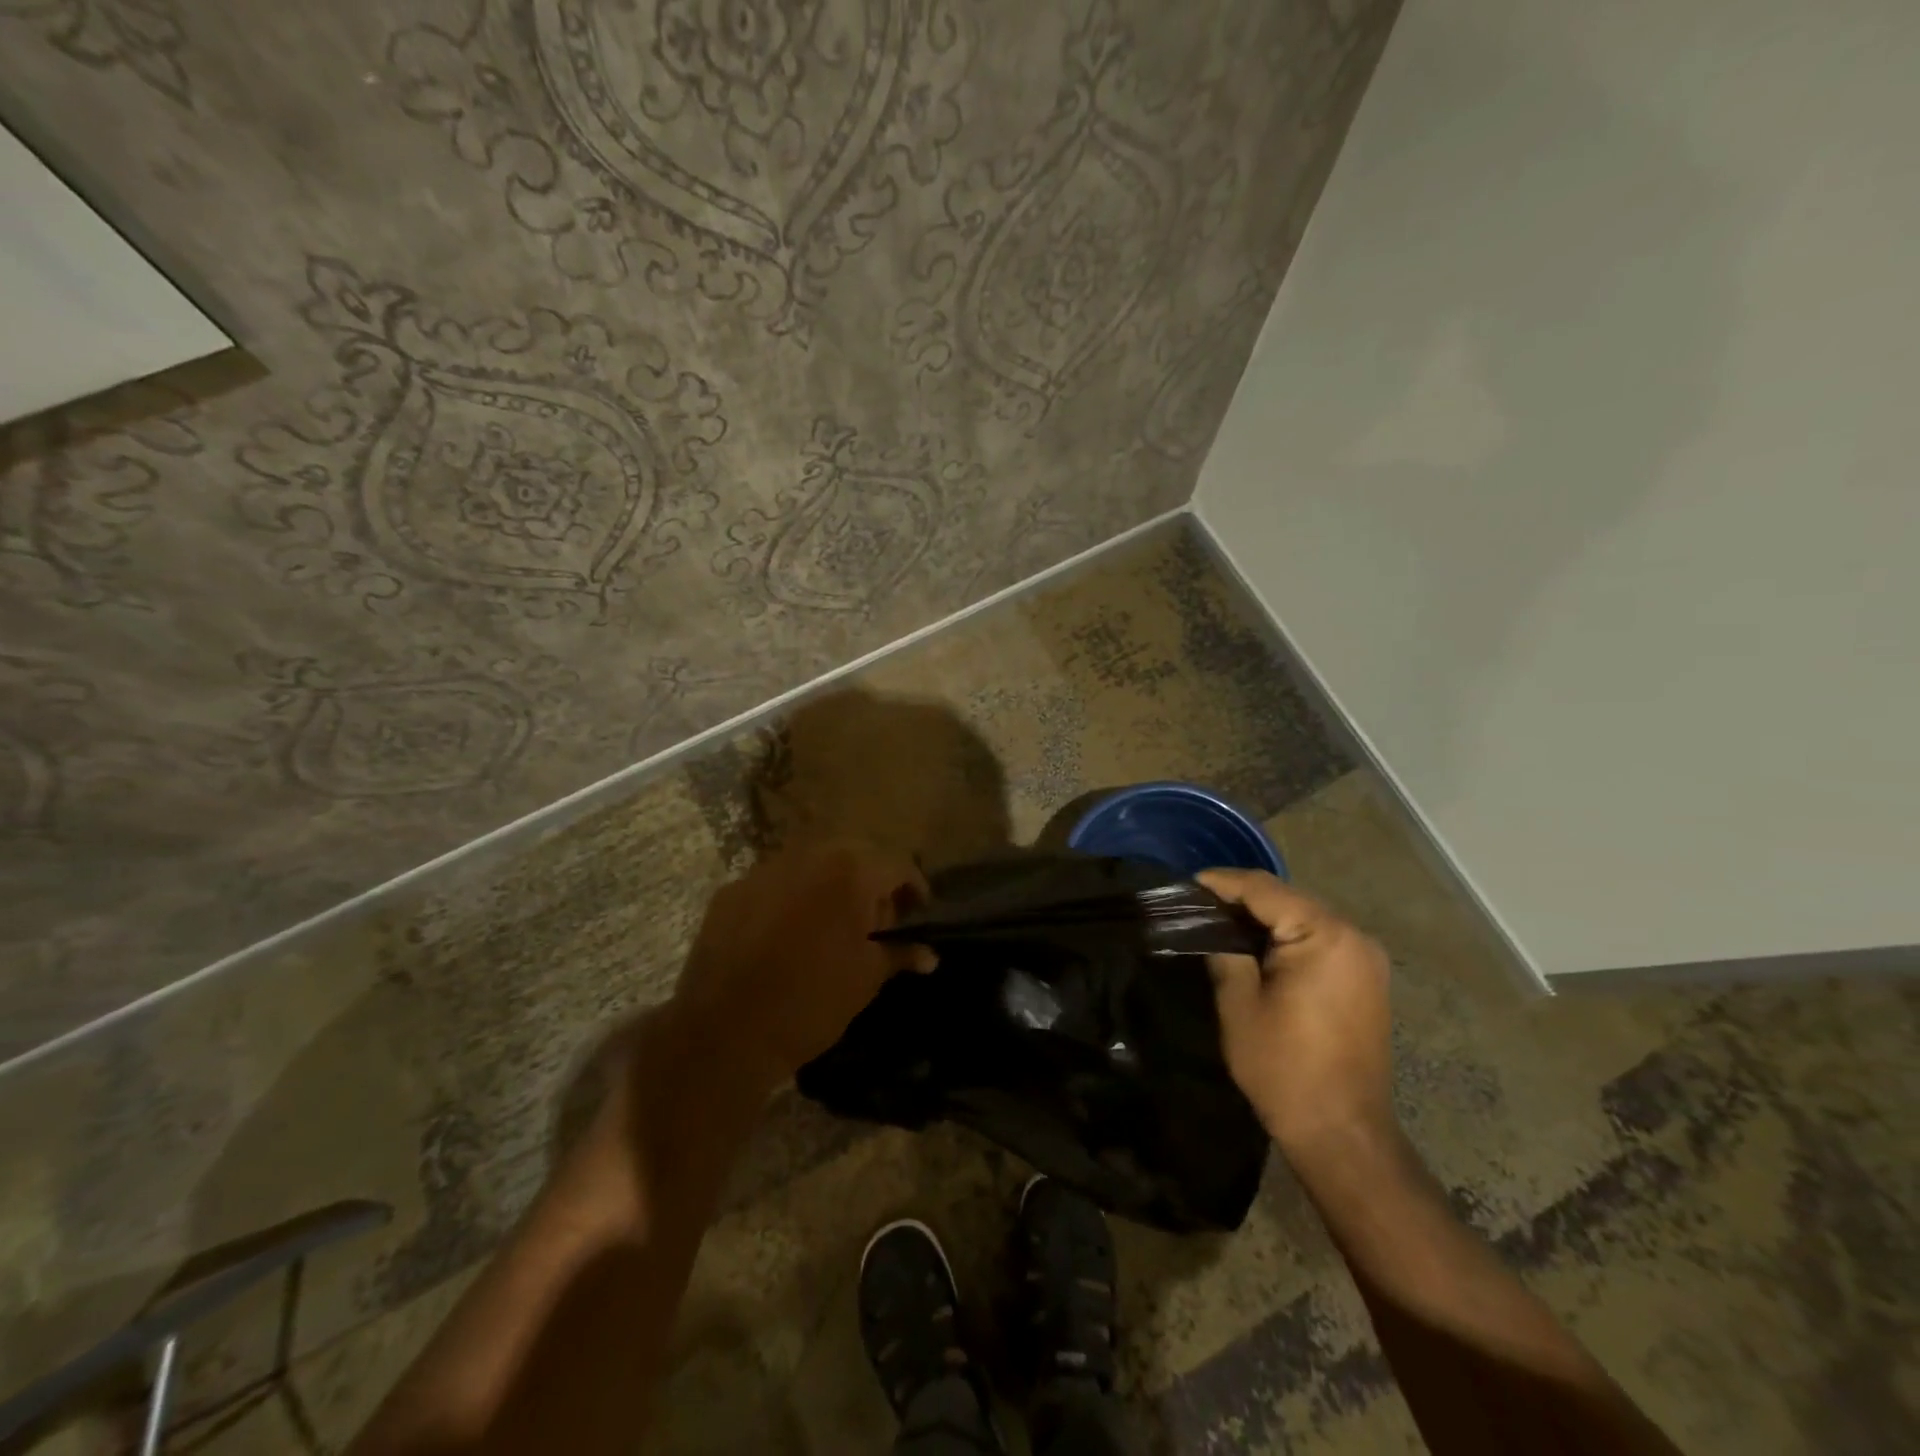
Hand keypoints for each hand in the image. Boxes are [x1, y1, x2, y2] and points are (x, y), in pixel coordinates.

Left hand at [671, 841, 934, 1086]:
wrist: (724, 1032)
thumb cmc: (811, 1002)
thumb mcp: (866, 979)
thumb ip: (899, 953)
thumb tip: (929, 955)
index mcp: (850, 871)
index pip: (897, 864)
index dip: (914, 888)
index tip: (918, 913)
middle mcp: (808, 856)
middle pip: (855, 856)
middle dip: (871, 883)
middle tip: (876, 921)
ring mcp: (764, 869)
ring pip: (811, 865)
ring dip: (829, 886)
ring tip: (831, 926)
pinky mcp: (732, 890)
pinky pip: (774, 884)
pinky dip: (790, 899)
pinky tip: (786, 934)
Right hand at [1197, 869, 1395, 1164]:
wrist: (1342, 1131)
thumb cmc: (1284, 1067)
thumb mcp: (1239, 1004)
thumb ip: (1224, 953)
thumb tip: (1212, 929)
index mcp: (1324, 936)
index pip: (1264, 890)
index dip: (1222, 882)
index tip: (1188, 883)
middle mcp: (1353, 936)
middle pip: (1288, 898)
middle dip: (1243, 897)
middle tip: (1199, 903)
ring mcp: (1365, 958)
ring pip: (1304, 917)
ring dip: (1265, 916)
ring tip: (1221, 920)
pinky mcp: (1366, 978)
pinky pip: (1319, 939)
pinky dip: (1287, 935)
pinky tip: (1256, 945)